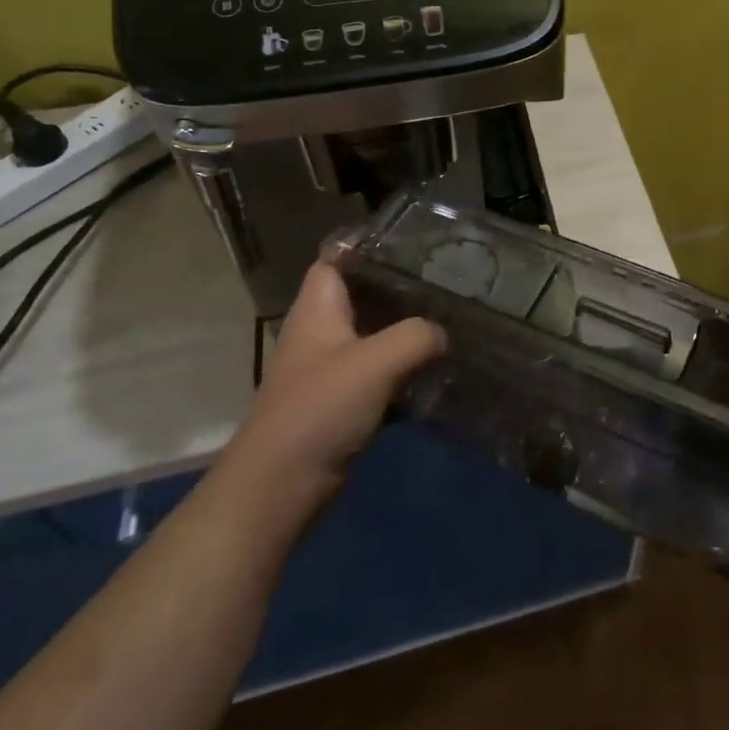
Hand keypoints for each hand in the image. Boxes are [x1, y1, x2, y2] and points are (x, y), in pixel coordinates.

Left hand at [228, 262, 445, 490]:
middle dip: (400, 286)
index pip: (337, 258)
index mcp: (317, 309)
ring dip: (405, 329)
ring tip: (449, 317)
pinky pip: (378, 370)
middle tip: (445, 279)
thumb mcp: (375, 363)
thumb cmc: (319, 410)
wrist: (279, 488)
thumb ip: (416, 336)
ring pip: (373, 333)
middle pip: (361, 294)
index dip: (368, 245)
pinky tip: (435, 368)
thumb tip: (441, 333)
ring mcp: (329, 368)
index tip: (413, 241)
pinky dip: (403, 367)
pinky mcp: (341, 401)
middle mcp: (321, 332)